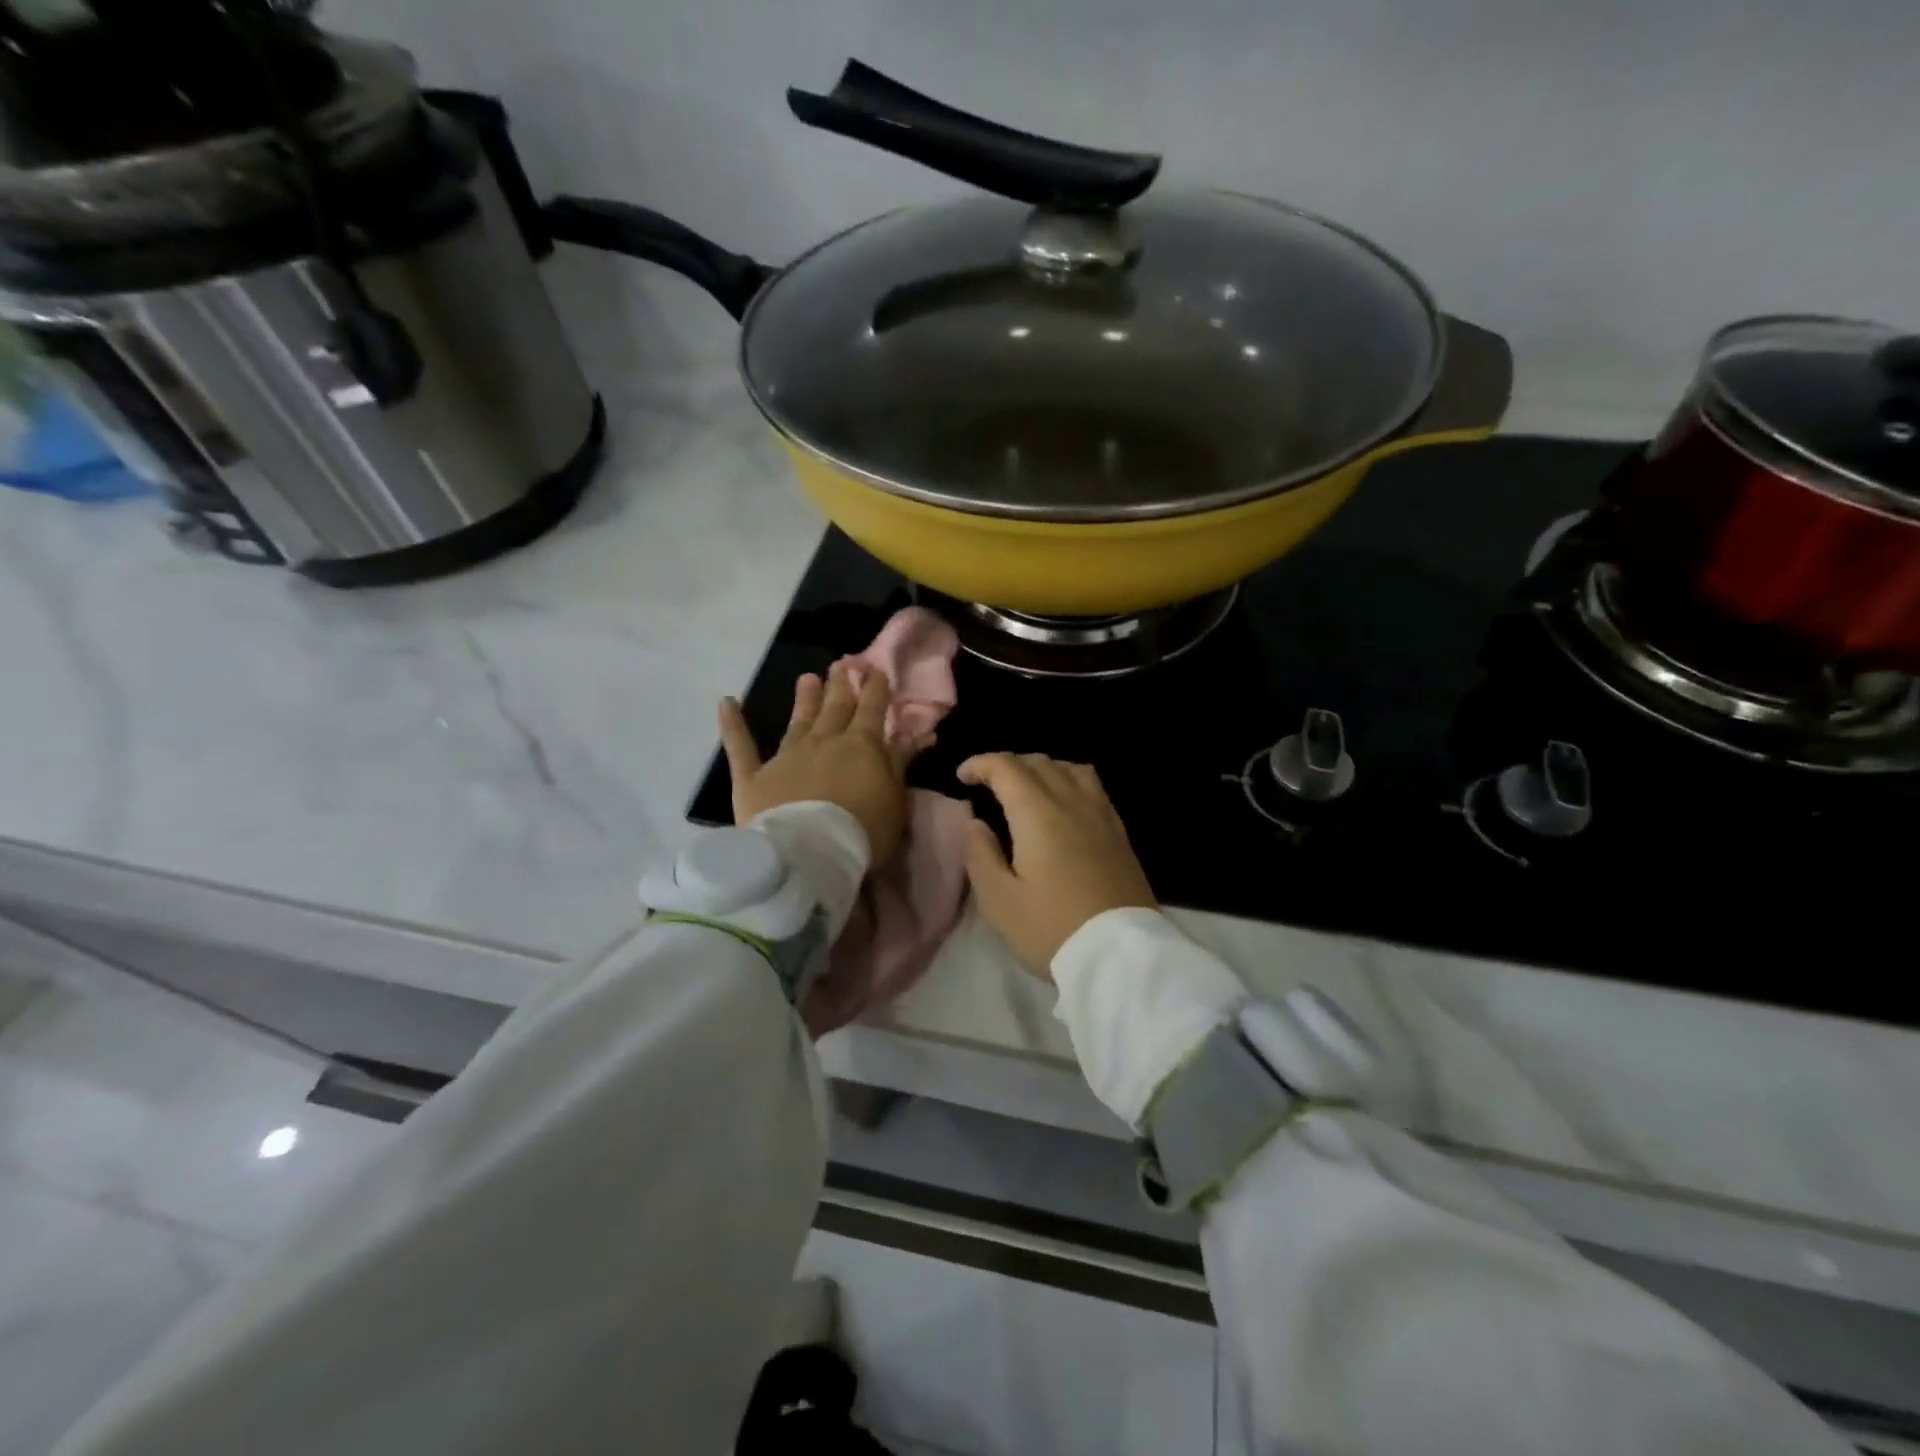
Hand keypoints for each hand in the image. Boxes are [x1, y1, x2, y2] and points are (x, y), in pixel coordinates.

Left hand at [719, 663, 911, 864]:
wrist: (810, 855)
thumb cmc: (863, 831)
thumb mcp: (896, 799)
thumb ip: (901, 762)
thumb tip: (917, 732)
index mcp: (861, 746)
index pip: (872, 709)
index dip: (875, 689)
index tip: (876, 670)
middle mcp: (823, 741)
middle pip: (835, 708)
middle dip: (841, 685)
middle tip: (842, 664)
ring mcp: (787, 757)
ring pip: (798, 721)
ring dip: (805, 699)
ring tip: (808, 678)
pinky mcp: (754, 777)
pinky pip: (740, 747)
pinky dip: (732, 725)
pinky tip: (726, 703)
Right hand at [957, 753, 1156, 979]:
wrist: (1120, 957)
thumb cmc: (1052, 929)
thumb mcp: (999, 901)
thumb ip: (980, 855)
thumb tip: (974, 823)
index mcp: (1038, 814)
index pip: (1007, 768)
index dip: (981, 764)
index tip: (962, 776)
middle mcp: (1072, 803)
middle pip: (1039, 763)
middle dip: (1008, 764)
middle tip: (988, 784)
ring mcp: (1102, 815)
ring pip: (1070, 769)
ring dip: (1042, 768)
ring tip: (1026, 788)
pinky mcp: (1120, 833)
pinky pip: (1093, 787)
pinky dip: (1069, 781)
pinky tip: (1064, 804)